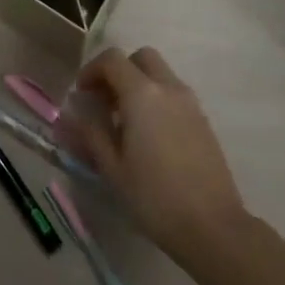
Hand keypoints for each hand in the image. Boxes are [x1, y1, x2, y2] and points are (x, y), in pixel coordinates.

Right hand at [57, 47, 248, 260]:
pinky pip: (174, 95)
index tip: (81, 94)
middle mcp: (168, 88)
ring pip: (160, 74)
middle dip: (119, 71)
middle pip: (141, 58)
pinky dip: (157, 100)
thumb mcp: (112, 168)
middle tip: (105, 101)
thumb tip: (71, 114)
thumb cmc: (154, 197)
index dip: (91, 70)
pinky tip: (149, 137)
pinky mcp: (203, 121)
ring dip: (139, 85)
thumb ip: (90, 133)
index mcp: (142, 94)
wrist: (213, 227)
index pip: (112, 59)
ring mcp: (190, 103)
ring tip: (125, 123)